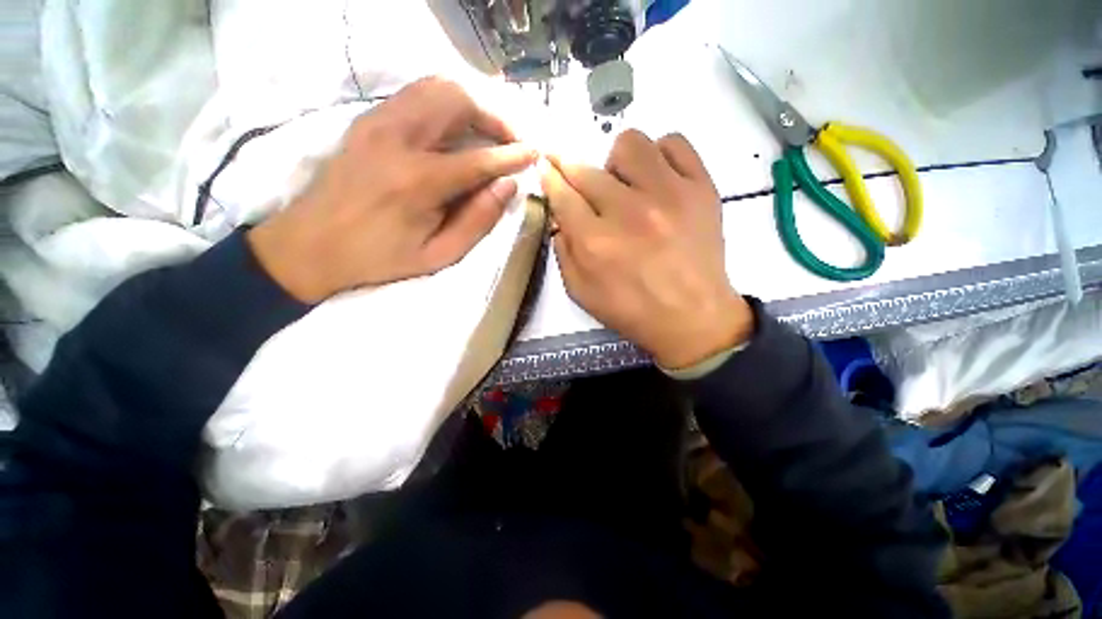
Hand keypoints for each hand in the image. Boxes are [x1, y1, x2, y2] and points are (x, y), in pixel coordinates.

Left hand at [248, 77, 536, 302]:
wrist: (309, 245)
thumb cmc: (379, 258)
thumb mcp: (438, 255)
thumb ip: (477, 221)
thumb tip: (507, 187)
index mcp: (417, 182)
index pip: (479, 158)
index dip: (512, 155)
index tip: (535, 153)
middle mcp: (397, 139)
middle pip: (458, 101)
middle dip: (495, 117)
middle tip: (512, 140)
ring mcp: (378, 122)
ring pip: (437, 88)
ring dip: (472, 105)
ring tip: (489, 132)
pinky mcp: (368, 119)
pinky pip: (416, 93)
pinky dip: (446, 102)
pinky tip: (457, 126)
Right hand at [541, 130, 752, 368]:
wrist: (693, 317)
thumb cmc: (632, 310)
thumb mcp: (581, 293)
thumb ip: (563, 253)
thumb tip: (560, 216)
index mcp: (595, 242)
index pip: (562, 194)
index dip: (549, 177)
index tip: (545, 167)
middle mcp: (628, 211)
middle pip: (587, 169)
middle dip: (571, 169)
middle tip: (578, 180)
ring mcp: (669, 194)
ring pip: (630, 143)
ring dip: (617, 163)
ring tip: (624, 185)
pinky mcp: (701, 188)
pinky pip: (675, 143)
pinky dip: (660, 155)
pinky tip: (657, 178)